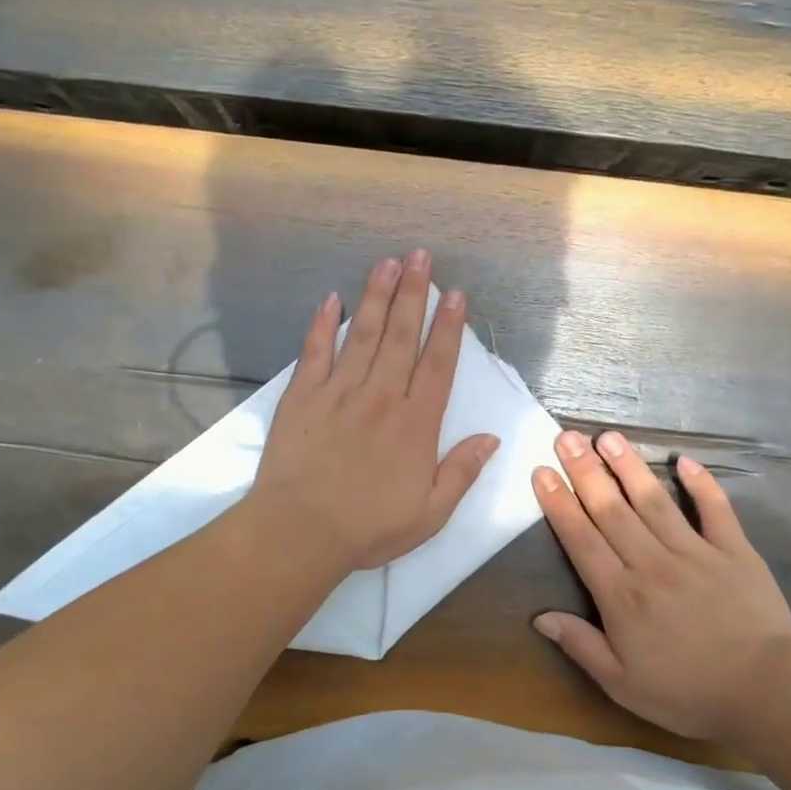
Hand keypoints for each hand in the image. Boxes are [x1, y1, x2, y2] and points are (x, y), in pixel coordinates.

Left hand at [250, 251, 498, 575]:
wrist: (300, 532)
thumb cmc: (369, 527)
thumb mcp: (430, 513)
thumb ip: (461, 472)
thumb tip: (490, 438)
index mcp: (415, 423)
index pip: (438, 364)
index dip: (449, 327)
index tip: (456, 295)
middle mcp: (381, 397)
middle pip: (402, 336)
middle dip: (414, 293)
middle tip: (420, 257)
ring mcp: (339, 392)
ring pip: (364, 335)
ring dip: (377, 297)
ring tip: (387, 264)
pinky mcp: (302, 397)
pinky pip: (315, 352)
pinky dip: (323, 324)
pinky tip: (332, 300)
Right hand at [532, 430, 790, 740]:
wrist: (767, 693)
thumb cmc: (688, 693)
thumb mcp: (623, 685)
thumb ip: (582, 646)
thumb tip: (540, 617)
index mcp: (622, 595)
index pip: (581, 539)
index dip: (559, 504)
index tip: (543, 471)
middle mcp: (652, 562)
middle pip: (611, 510)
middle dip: (585, 471)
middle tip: (566, 437)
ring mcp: (695, 552)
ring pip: (654, 501)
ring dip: (629, 466)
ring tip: (609, 436)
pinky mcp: (734, 551)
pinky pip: (715, 510)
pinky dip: (702, 484)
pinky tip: (684, 460)